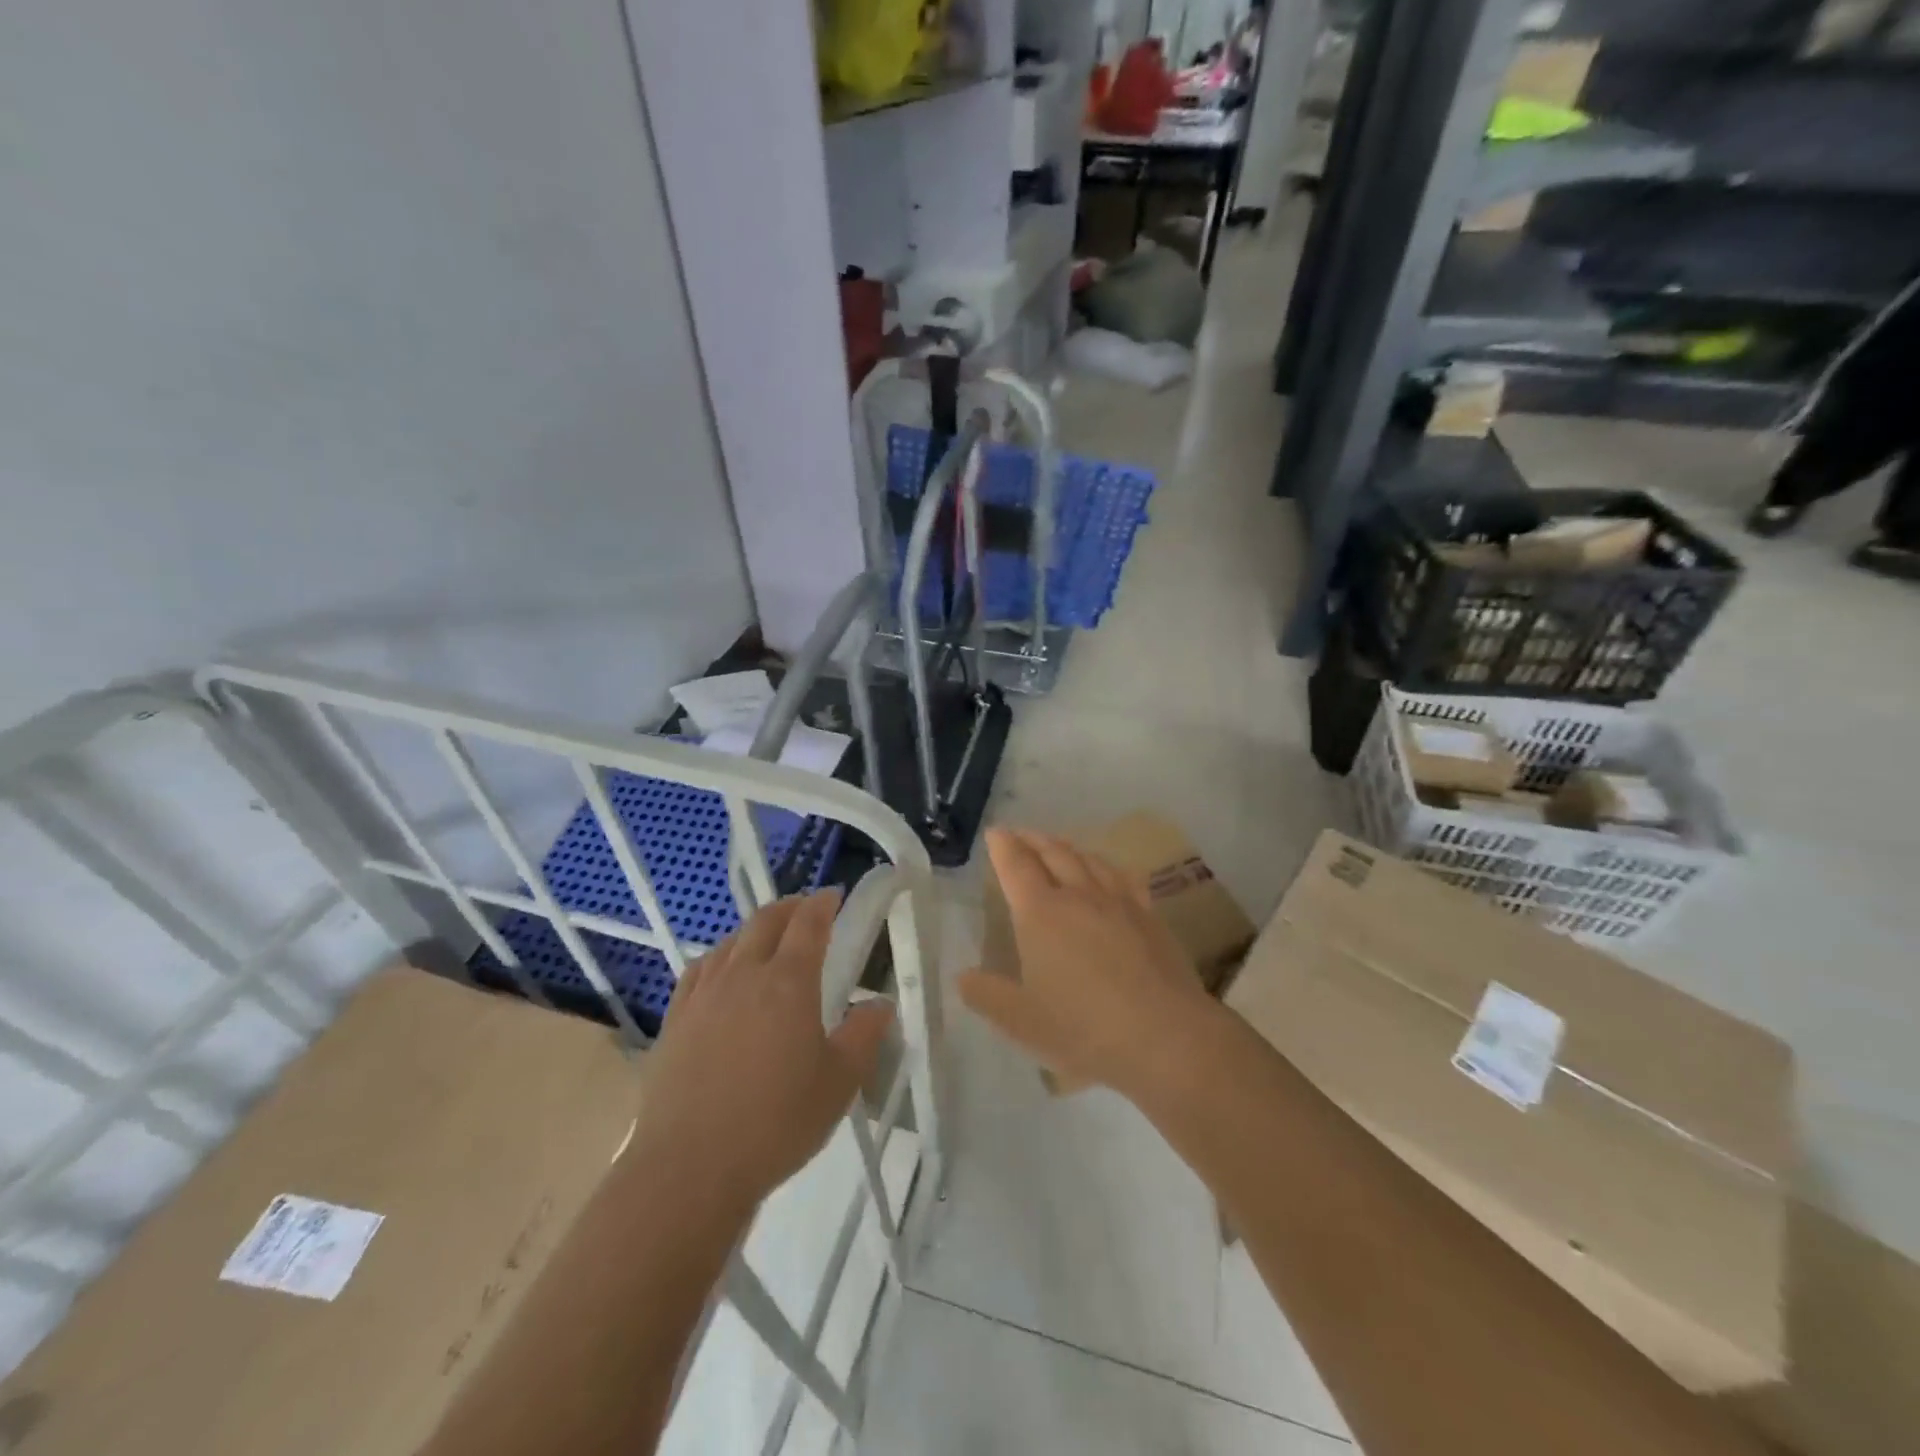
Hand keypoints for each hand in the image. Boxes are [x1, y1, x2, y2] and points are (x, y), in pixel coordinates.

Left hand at [632, 890, 893, 1213]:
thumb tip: (881, 1003)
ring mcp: (704, 995)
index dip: (822, 904)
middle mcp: (744, 975)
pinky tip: (722, 969)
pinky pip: (700, 969)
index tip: (834, 895)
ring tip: (769, 935)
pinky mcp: (676, 1019)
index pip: (808, 924)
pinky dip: (720, 955)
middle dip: (789, 907)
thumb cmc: (776, 1122)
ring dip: (755, 928)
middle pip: (766, 922)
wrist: (690, 1167)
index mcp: (788, 982)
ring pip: (731, 941)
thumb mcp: (839, 1082)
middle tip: (806, 908)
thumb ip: (864, 1035)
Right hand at [959, 828, 1219, 1095]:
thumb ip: (987, 995)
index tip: (995, 833)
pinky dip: (1106, 866)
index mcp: (1041, 913)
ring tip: (1058, 845)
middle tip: (1020, 834)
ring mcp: (1118, 902)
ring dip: (1067, 847)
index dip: (1003, 846)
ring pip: (1089, 859)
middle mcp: (1078, 895)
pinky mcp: (1150, 916)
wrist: (1165, 1037)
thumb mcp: (1021, 1021)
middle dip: (1032, 839)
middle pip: (1053, 853)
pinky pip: (1123, 877)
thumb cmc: (1083, 1029)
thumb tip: (962, 976)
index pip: (1016, 866)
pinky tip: (1109, 872)